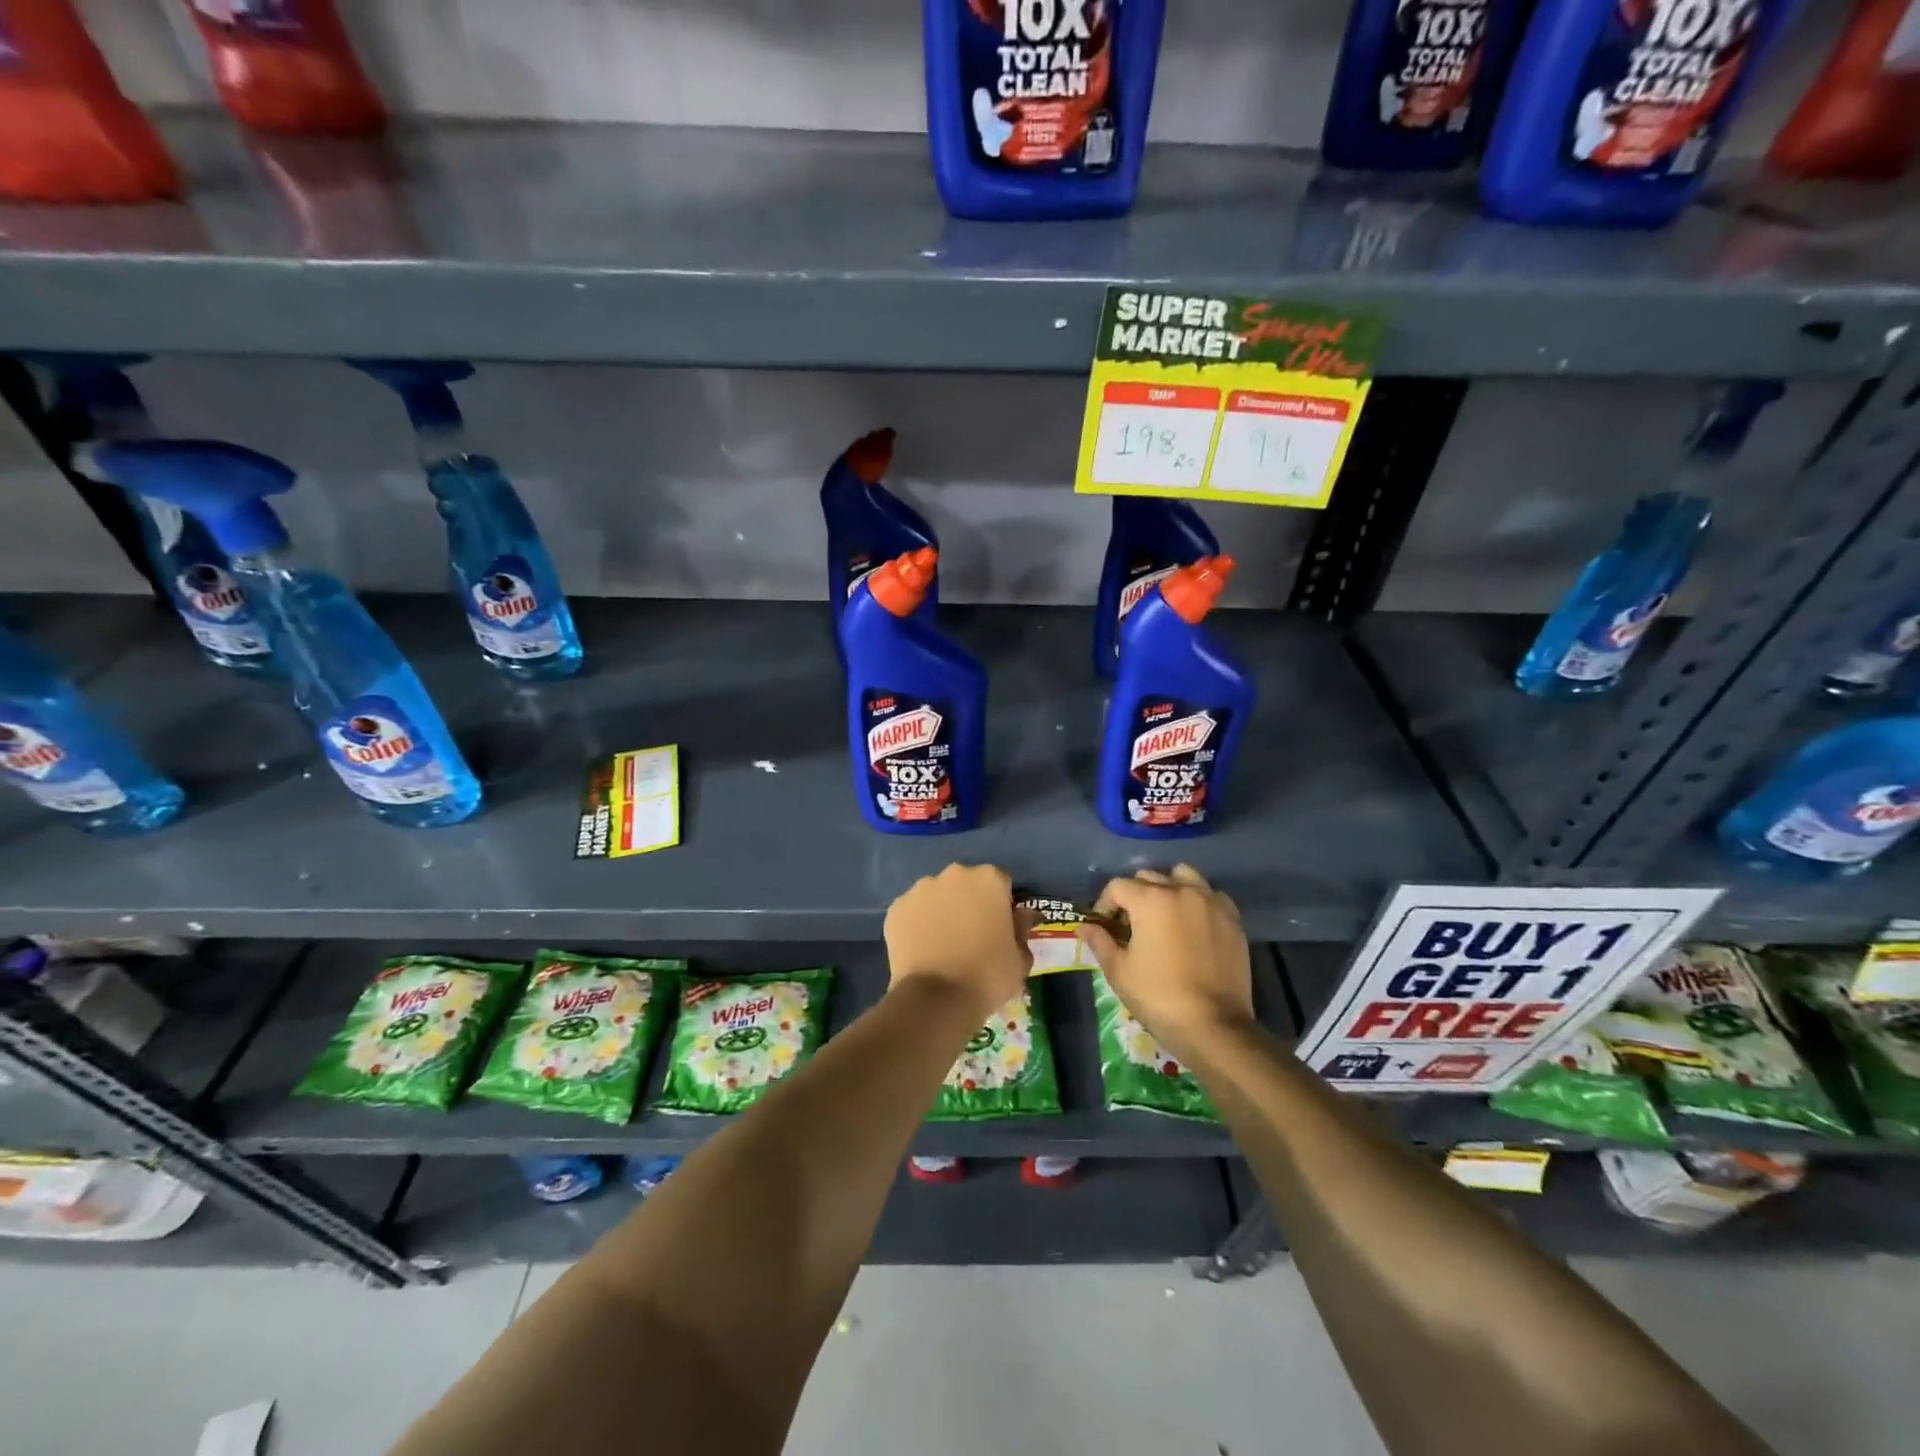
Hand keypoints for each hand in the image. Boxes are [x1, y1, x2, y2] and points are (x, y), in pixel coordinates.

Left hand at [883, 864, 1032, 1022]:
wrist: (937, 999)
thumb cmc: (988, 976)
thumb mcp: (1020, 958)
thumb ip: (1021, 930)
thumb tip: (1022, 916)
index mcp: (989, 879)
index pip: (1000, 883)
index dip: (1001, 905)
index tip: (999, 927)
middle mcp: (955, 874)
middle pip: (965, 883)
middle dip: (969, 902)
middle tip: (970, 934)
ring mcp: (921, 889)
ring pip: (936, 895)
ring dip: (941, 910)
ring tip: (942, 944)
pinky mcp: (896, 908)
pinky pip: (912, 912)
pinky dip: (917, 924)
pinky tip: (921, 949)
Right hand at [1084, 866, 1253, 1062]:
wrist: (1213, 1025)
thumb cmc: (1158, 996)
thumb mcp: (1118, 971)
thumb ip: (1099, 941)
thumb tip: (1084, 927)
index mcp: (1150, 899)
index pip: (1118, 887)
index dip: (1105, 904)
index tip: (1104, 926)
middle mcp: (1181, 890)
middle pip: (1149, 877)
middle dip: (1134, 896)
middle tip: (1131, 924)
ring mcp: (1210, 902)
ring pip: (1183, 876)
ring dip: (1168, 888)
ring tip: (1164, 915)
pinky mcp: (1232, 918)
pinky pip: (1210, 895)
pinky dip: (1198, 901)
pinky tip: (1193, 924)